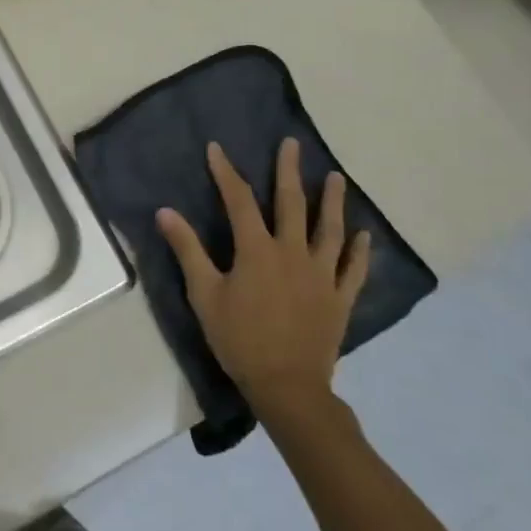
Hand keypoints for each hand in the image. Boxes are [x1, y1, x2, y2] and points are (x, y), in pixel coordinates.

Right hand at [156, 139, 369, 415]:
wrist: (287, 386)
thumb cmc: (239, 339)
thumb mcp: (204, 294)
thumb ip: (187, 250)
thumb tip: (165, 212)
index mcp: (257, 250)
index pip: (240, 201)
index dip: (227, 173)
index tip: (217, 149)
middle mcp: (293, 253)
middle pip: (292, 204)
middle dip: (290, 171)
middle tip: (292, 144)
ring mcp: (321, 275)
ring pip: (330, 230)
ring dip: (333, 202)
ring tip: (337, 178)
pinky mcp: (340, 299)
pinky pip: (353, 269)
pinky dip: (360, 250)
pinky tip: (365, 235)